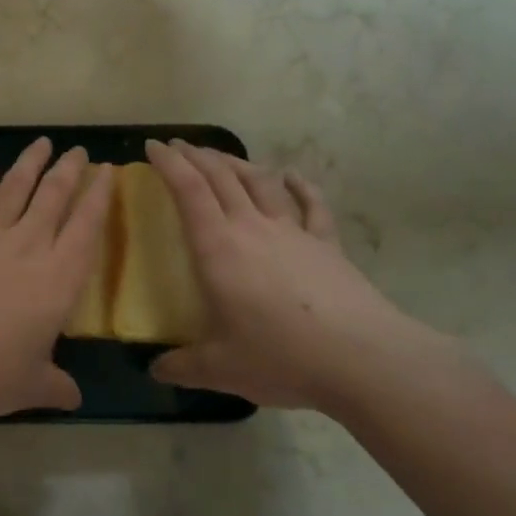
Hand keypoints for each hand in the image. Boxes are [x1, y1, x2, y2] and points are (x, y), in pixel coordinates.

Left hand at [0, 138, 111, 418]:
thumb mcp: (30, 386)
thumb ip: (55, 386)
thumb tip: (74, 399)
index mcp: (58, 278)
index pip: (87, 227)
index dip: (99, 197)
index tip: (107, 170)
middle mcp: (27, 246)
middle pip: (53, 197)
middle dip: (68, 170)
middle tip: (77, 149)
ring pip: (14, 189)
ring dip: (29, 164)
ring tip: (41, 143)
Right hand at [144, 140, 451, 412]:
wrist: (363, 359)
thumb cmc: (281, 357)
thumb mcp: (220, 369)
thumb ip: (182, 366)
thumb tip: (155, 370)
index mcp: (218, 248)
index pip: (188, 190)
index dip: (168, 163)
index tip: (152, 146)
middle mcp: (253, 228)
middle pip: (221, 176)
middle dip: (196, 155)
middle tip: (178, 145)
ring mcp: (293, 232)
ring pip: (260, 182)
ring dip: (237, 162)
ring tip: (221, 156)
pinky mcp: (327, 244)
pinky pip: (312, 205)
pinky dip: (300, 185)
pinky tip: (292, 175)